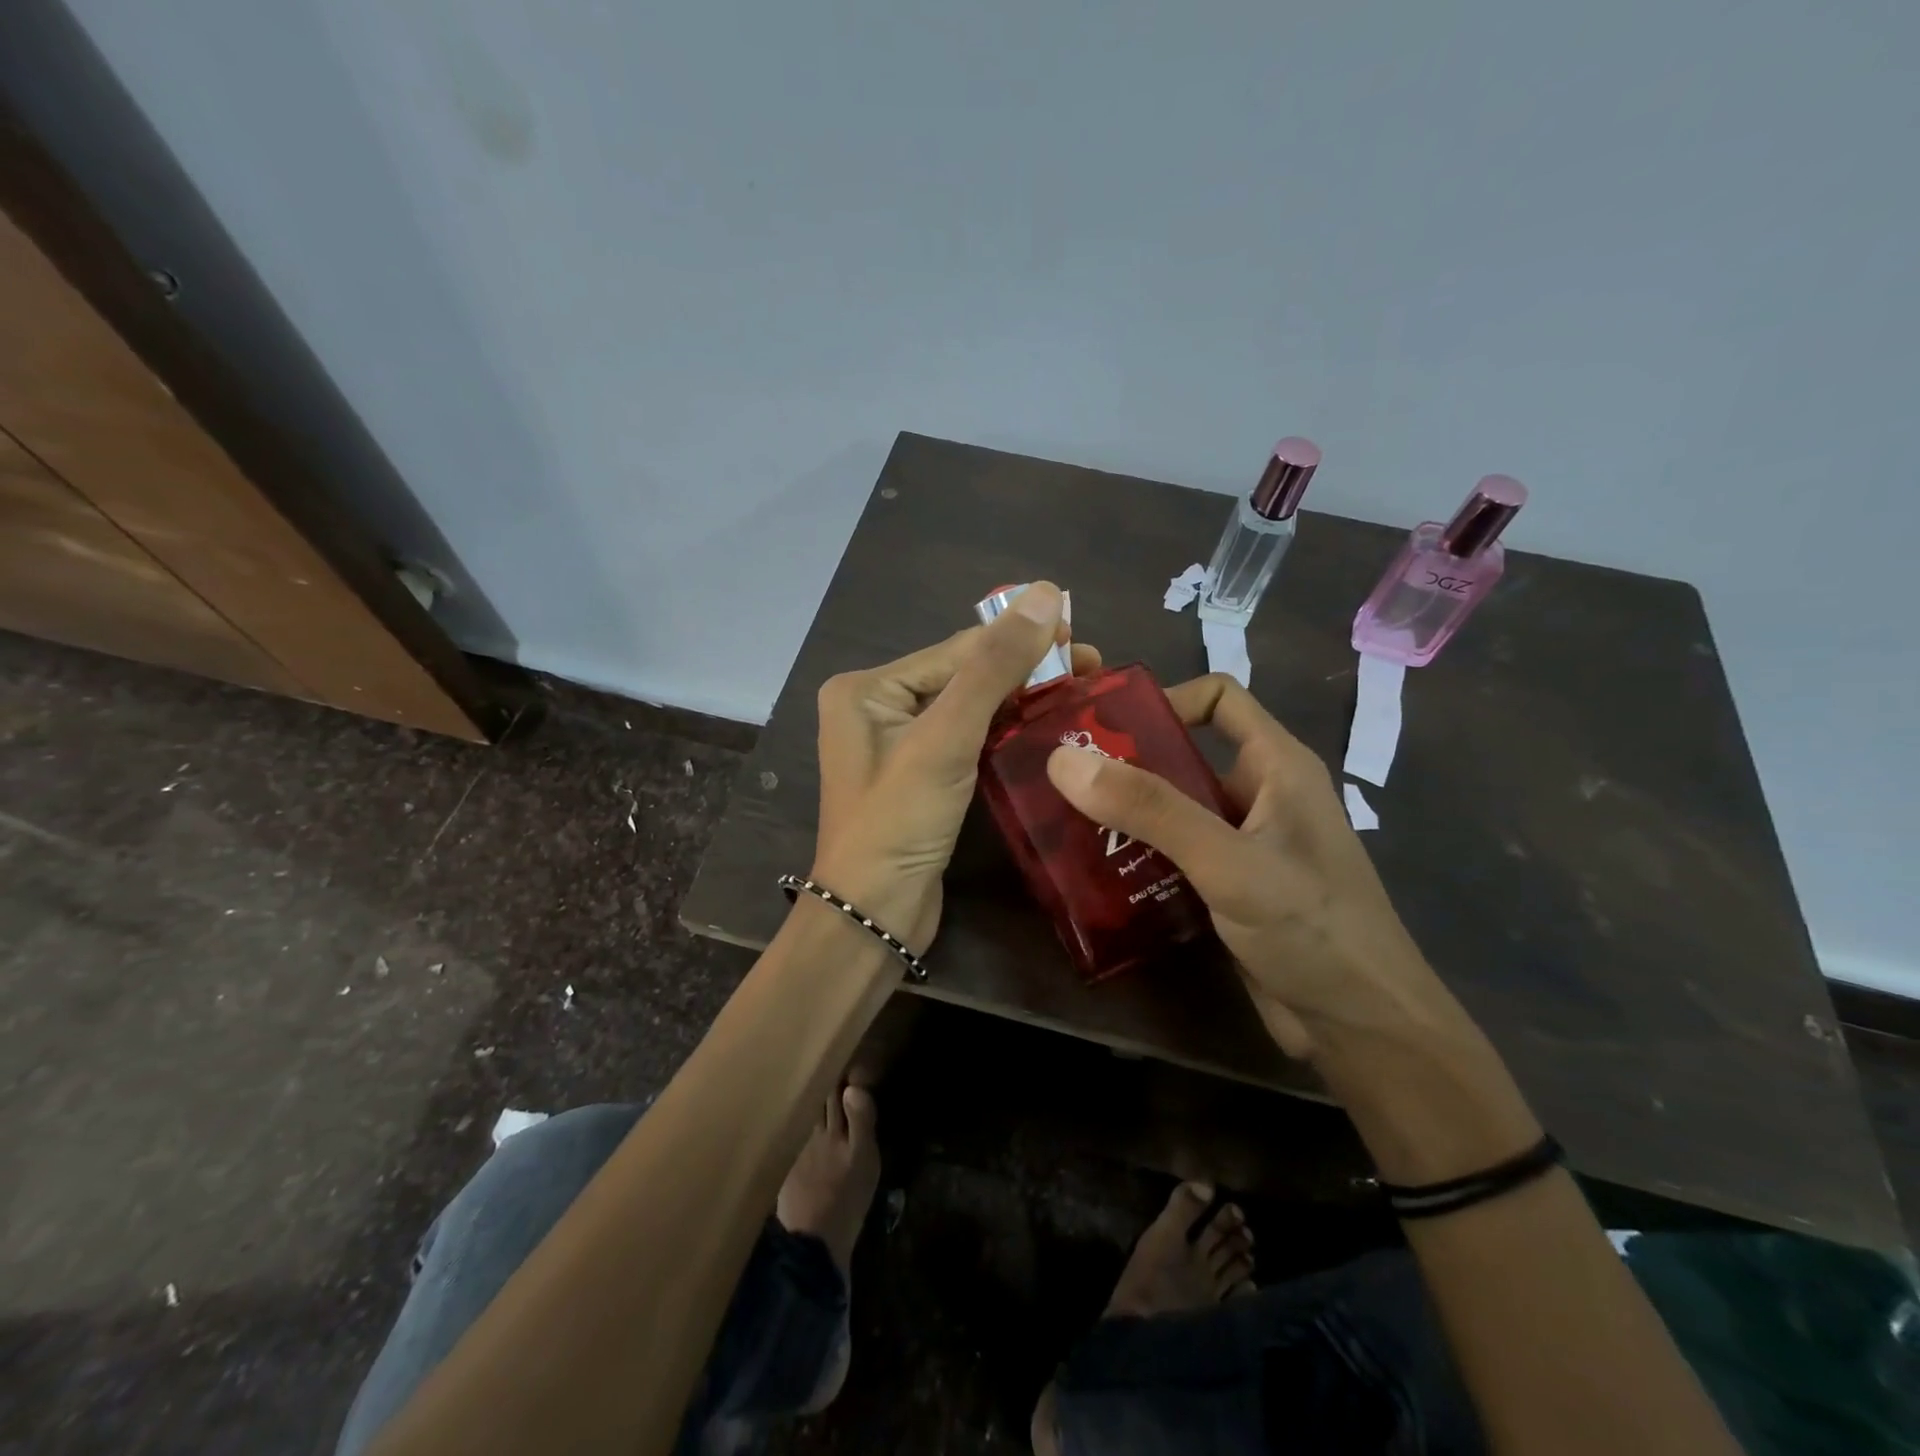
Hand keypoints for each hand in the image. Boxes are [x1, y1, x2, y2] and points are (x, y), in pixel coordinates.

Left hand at [810, 582, 1098, 954]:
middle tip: (1092, 671)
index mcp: (868, 688)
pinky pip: (968, 740)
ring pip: (970, 708)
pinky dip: (1006, 732)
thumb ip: (994, 666)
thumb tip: (1045, 592)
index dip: (1023, 640)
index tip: (1085, 639)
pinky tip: (1047, 728)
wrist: (873, 917)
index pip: (958, 650)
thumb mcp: (945, 739)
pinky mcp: (921, 777)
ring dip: (1022, 700)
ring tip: (1081, 695)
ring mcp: (898, 744)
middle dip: (1026, 670)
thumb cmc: (899, 822)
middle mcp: (877, 707)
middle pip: (964, 675)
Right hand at [1044, 673, 1461, 1061]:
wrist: (1363, 1030)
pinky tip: (1098, 872)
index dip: (1163, 700)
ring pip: (1174, 808)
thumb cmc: (1311, 929)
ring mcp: (1245, 844)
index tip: (1104, 730)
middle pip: (1184, 755)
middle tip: (1062, 779)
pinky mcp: (1230, 888)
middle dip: (1125, 763)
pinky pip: (1175, 854)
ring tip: (1066, 824)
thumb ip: (1151, 809)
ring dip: (1126, 815)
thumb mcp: (1228, 861)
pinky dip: (1138, 855)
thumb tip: (1063, 761)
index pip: (1218, 697)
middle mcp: (1260, 795)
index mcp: (1276, 765)